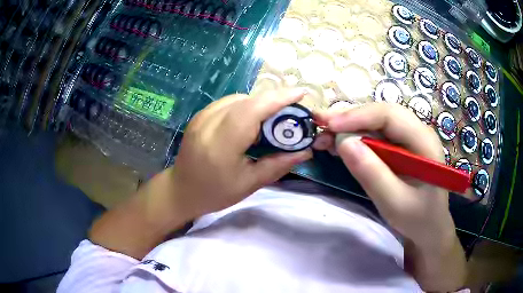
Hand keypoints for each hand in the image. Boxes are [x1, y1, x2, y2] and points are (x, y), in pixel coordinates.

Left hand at [169, 89, 312, 218]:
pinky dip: (246, 105)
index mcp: (222, 144)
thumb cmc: (215, 193)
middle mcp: (209, 123)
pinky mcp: (199, 116)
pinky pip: (228, 103)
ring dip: (259, 103)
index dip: (278, 98)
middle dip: (274, 100)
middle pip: (247, 100)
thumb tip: (306, 151)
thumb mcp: (250, 184)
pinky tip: (251, 120)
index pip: (252, 110)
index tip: (301, 93)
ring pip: (238, 98)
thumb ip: (278, 165)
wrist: (181, 190)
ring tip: (273, 117)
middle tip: (292, 109)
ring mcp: (201, 117)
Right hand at [316, 103, 454, 247]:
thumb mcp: (395, 203)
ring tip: (324, 136)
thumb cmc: (417, 219)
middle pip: (381, 114)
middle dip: (350, 119)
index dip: (359, 116)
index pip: (390, 115)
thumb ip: (372, 174)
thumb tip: (344, 143)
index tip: (330, 126)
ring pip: (376, 123)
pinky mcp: (400, 148)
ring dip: (349, 128)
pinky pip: (376, 136)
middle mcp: (417, 132)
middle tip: (320, 125)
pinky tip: (339, 144)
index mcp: (424, 141)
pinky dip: (355, 139)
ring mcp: (408, 139)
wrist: (429, 229)